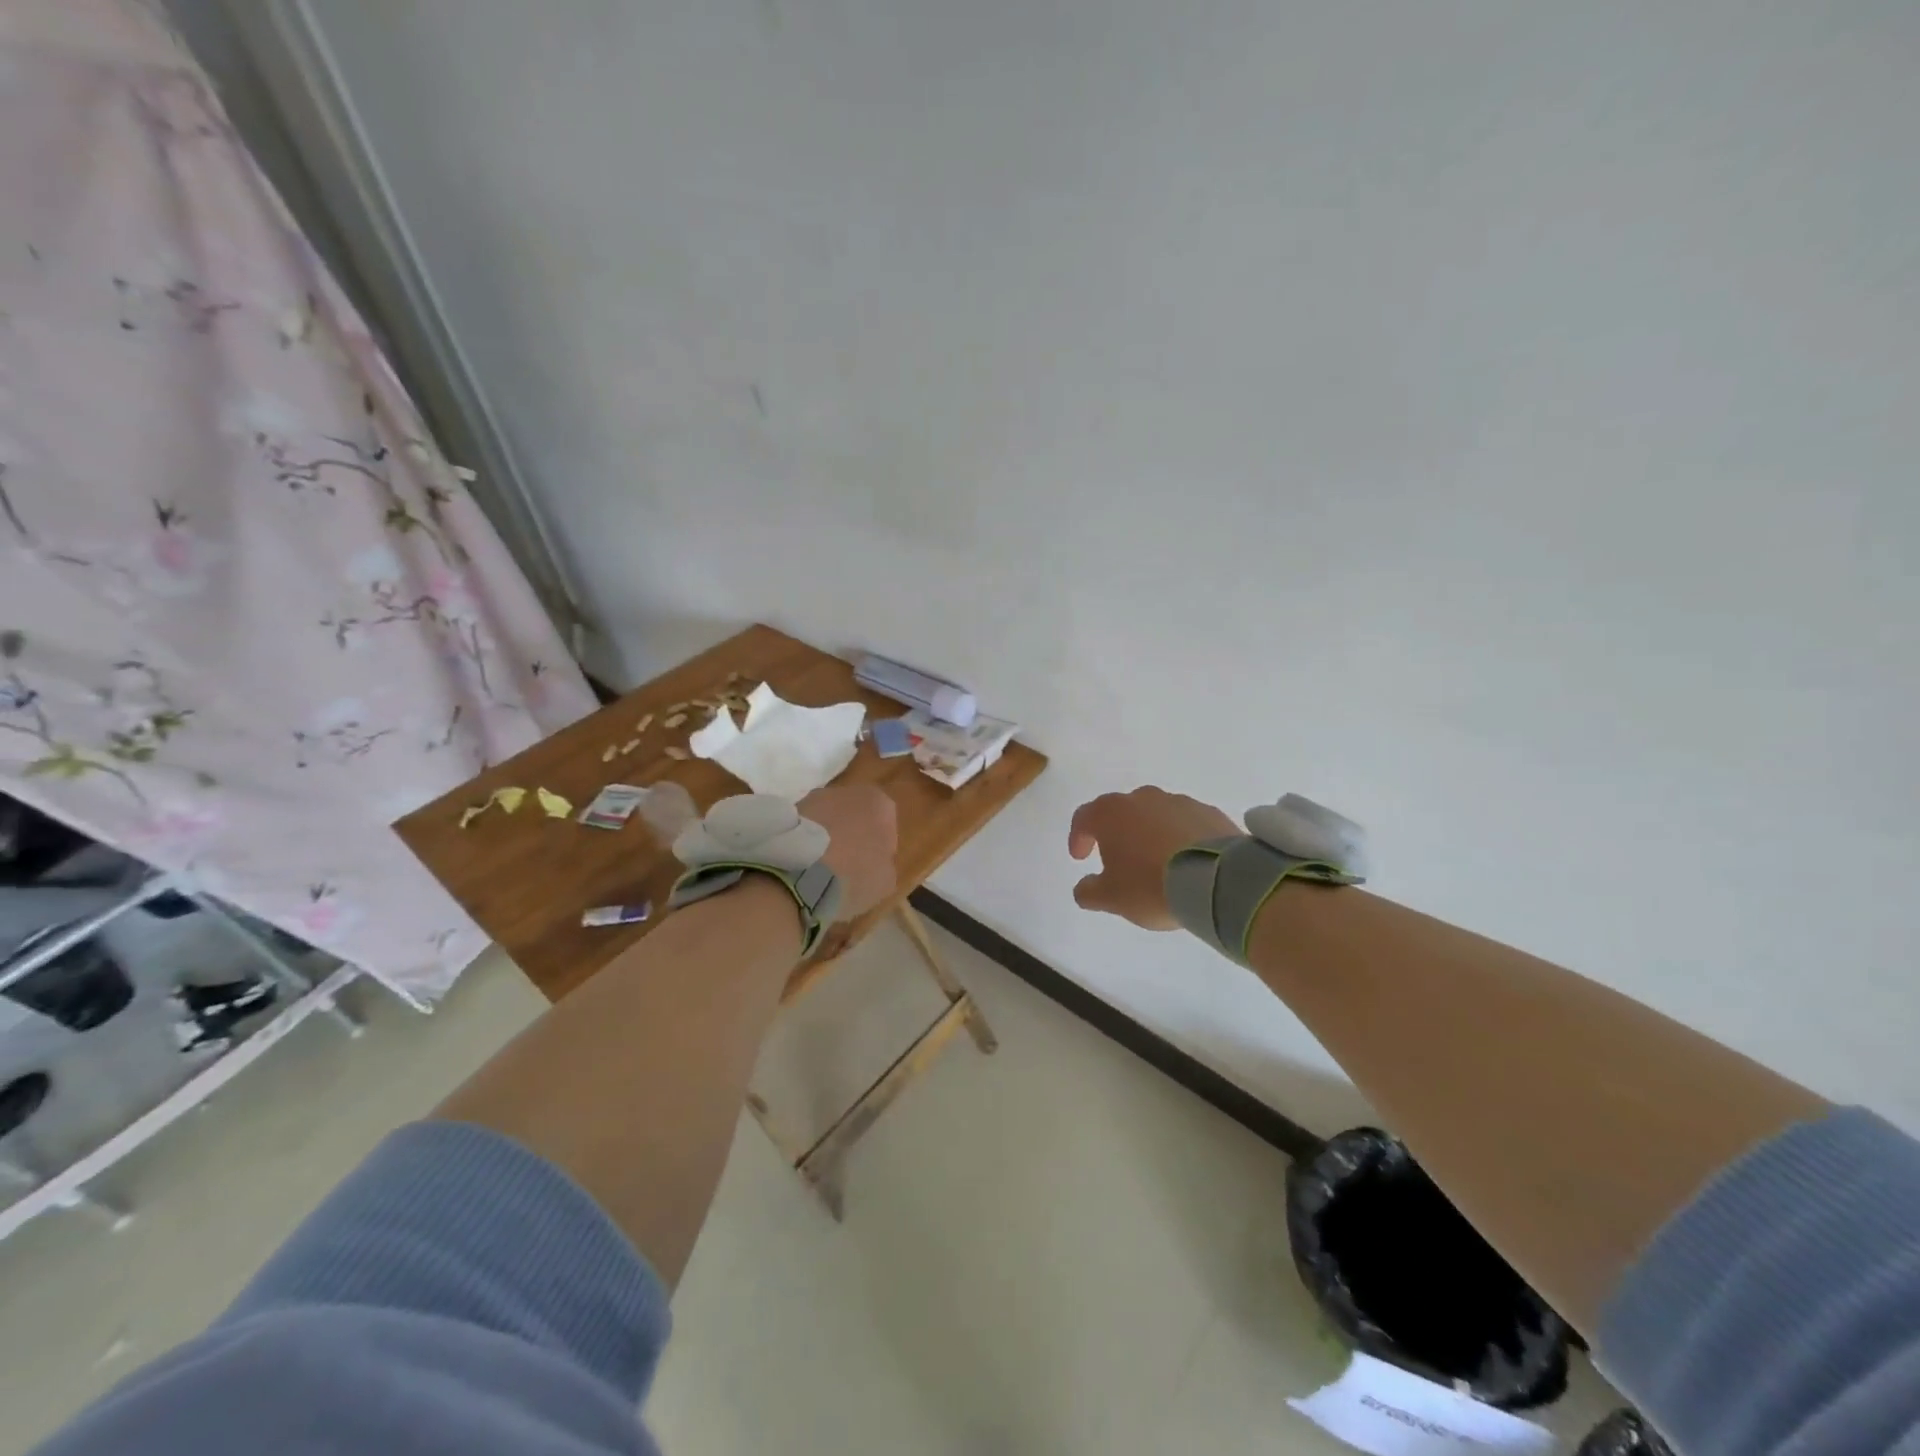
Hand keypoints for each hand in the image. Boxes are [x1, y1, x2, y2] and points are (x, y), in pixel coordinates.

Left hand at [798, 784, 897, 921]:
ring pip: (827, 820)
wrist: (797, 875)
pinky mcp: (786, 812)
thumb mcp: (886, 881)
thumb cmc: (853, 875)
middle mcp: (847, 791)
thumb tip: (874, 863)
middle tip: (847, 868)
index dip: (880, 849)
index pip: (887, 825)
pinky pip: (804, 829)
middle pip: (855, 816)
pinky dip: (805, 843)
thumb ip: (884, 864)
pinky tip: (801, 867)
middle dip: (852, 837)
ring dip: (826, 838)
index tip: (871, 869)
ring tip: (819, 870)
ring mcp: (813, 798)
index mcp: (880, 803)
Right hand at [1068, 787, 1237, 929]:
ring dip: (1150, 834)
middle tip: (1119, 860)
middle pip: (1121, 812)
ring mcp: (1179, 802)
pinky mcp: (1209, 812)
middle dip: (1116, 833)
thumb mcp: (1111, 898)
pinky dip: (1180, 837)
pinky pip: (1185, 823)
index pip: (1083, 817)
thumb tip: (1084, 888)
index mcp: (1111, 813)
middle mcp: (1142, 798)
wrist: (1216, 881)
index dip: (1078, 837)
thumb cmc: (1150, 885)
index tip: (1081, 858)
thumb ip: (1089, 891)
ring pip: (1155, 815)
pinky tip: (1186, 861)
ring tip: (1157, 863)